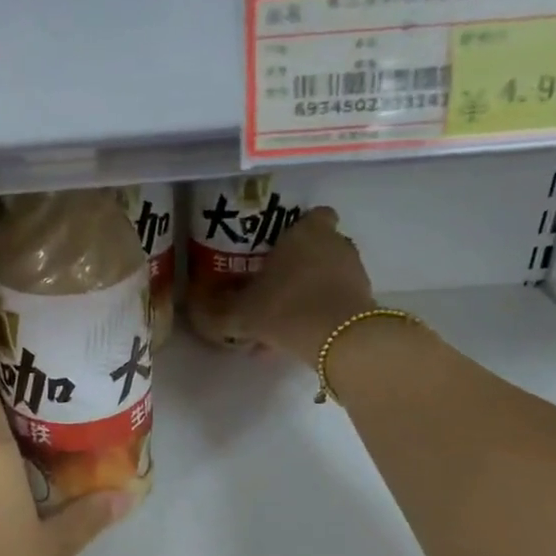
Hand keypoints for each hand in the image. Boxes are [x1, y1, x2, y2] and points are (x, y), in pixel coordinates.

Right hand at [221, 207, 373, 364]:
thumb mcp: (238, 313)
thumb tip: (192, 305)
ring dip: (308, 292)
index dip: (299, 228)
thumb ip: (214, 310)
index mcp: (306, 233)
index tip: (279, 246)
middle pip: (319, 247)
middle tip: (273, 285)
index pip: (314, 215)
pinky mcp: (363, 301)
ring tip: (280, 319)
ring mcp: (354, 272)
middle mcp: (335, 244)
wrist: (337, 340)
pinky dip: (318, 314)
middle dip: (299, 264)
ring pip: (327, 277)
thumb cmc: (284, 307)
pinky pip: (334, 302)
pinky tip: (295, 337)